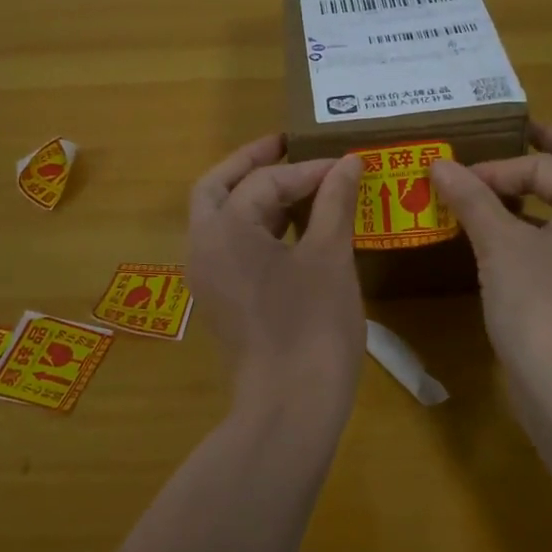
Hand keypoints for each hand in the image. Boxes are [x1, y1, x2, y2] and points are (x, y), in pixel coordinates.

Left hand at [187, 134, 364, 429]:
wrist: (291, 404)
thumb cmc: (312, 324)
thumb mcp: (329, 256)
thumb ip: (334, 202)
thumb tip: (348, 163)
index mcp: (224, 229)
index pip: (264, 181)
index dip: (307, 169)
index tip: (345, 165)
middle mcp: (203, 247)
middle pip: (217, 188)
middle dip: (251, 164)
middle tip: (287, 147)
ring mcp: (207, 277)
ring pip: (220, 218)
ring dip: (253, 196)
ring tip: (297, 185)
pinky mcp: (220, 300)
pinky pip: (230, 247)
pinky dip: (255, 227)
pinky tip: (293, 229)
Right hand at [429, 122, 551, 426]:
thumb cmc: (540, 303)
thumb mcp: (500, 244)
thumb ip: (472, 199)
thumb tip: (439, 164)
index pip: (547, 166)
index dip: (499, 167)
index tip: (456, 180)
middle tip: (521, 134)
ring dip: (539, 192)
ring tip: (497, 184)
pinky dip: (531, 227)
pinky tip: (496, 236)